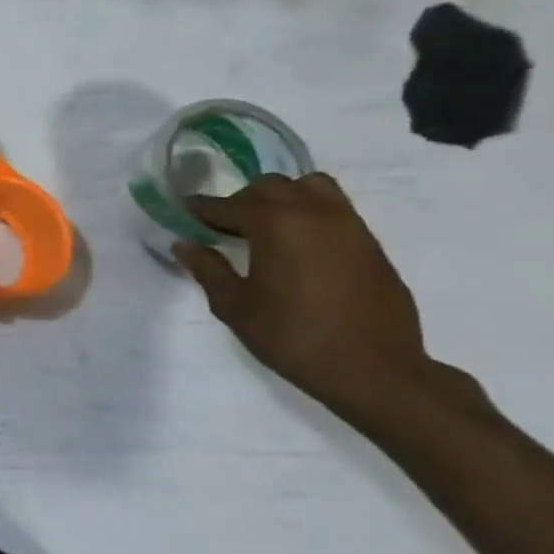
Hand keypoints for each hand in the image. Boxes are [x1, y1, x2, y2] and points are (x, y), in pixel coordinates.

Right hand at [174, 173, 458, 421]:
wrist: (371, 367)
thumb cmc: (291, 335)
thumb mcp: (234, 305)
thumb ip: (208, 268)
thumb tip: (185, 243)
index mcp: (276, 224)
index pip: (228, 205)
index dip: (201, 208)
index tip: (182, 210)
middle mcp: (315, 213)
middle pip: (271, 186)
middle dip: (241, 200)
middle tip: (223, 227)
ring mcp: (349, 225)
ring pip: (311, 188)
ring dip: (282, 199)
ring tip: (265, 228)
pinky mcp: (370, 243)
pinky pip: (334, 210)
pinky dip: (309, 214)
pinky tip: (296, 246)